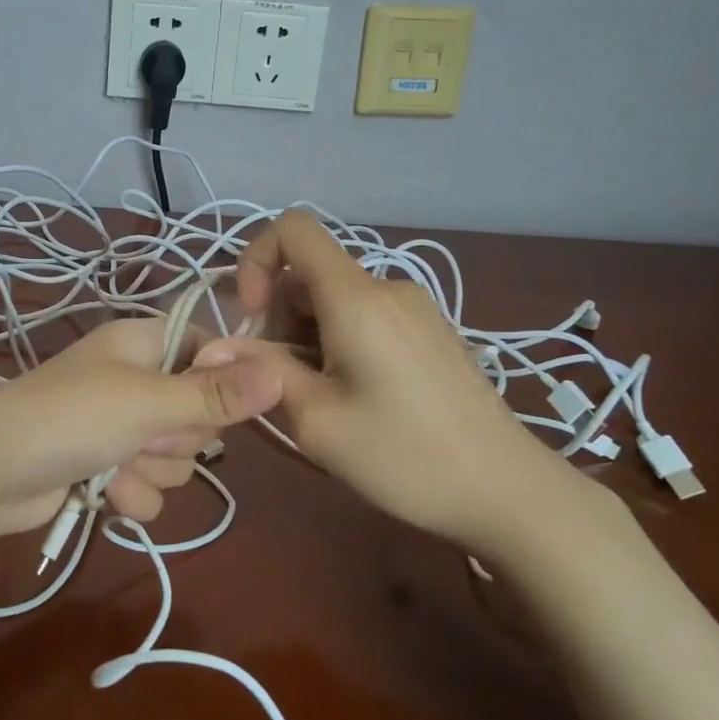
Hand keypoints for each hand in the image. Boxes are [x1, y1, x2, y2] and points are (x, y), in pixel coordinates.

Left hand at [0, 317, 284, 541]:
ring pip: (177, 456)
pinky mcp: (107, 467)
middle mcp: (135, 379)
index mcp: (143, 343)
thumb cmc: (71, 418)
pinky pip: (149, 484)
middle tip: (146, 434)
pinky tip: (107, 493)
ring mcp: (120, 425)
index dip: (223, 380)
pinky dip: (131, 494)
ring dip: (153, 470)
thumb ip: (216, 394)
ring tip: (117, 464)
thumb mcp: (149, 402)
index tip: (224, 404)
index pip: (210, 351)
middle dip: (177, 436)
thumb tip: (281, 373)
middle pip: (199, 412)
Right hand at [221, 210, 593, 555]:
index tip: (253, 320)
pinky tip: (357, 398)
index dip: (257, 260)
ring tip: (321, 400)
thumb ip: (262, 372)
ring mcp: (415, 310)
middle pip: (310, 275)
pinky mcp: (431, 333)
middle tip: (282, 383)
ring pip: (335, 301)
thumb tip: (211, 349)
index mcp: (357, 298)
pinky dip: (339, 344)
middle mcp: (388, 289)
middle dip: (279, 319)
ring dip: (307, 337)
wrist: (507, 491)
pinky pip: (366, 318)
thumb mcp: (317, 420)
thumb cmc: (405, 457)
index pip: (294, 228)